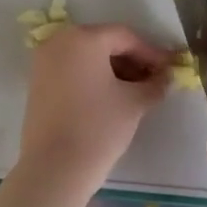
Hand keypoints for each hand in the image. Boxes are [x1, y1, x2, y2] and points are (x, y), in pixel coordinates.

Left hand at [18, 24, 171, 197]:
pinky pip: (72, 70)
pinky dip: (93, 78)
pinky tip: (111, 97)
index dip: (151, 53)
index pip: (125, 37)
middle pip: (104, 43)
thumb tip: (165, 77)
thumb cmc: (98, 127)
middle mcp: (59, 42)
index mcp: (83, 38)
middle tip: (154, 80)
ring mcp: (44, 62)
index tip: (169, 69)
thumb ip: (154, 84)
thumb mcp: (134, 103)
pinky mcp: (37, 82)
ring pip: (87, 57)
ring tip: (136, 92)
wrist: (53, 169)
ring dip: (113, 70)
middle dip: (132, 61)